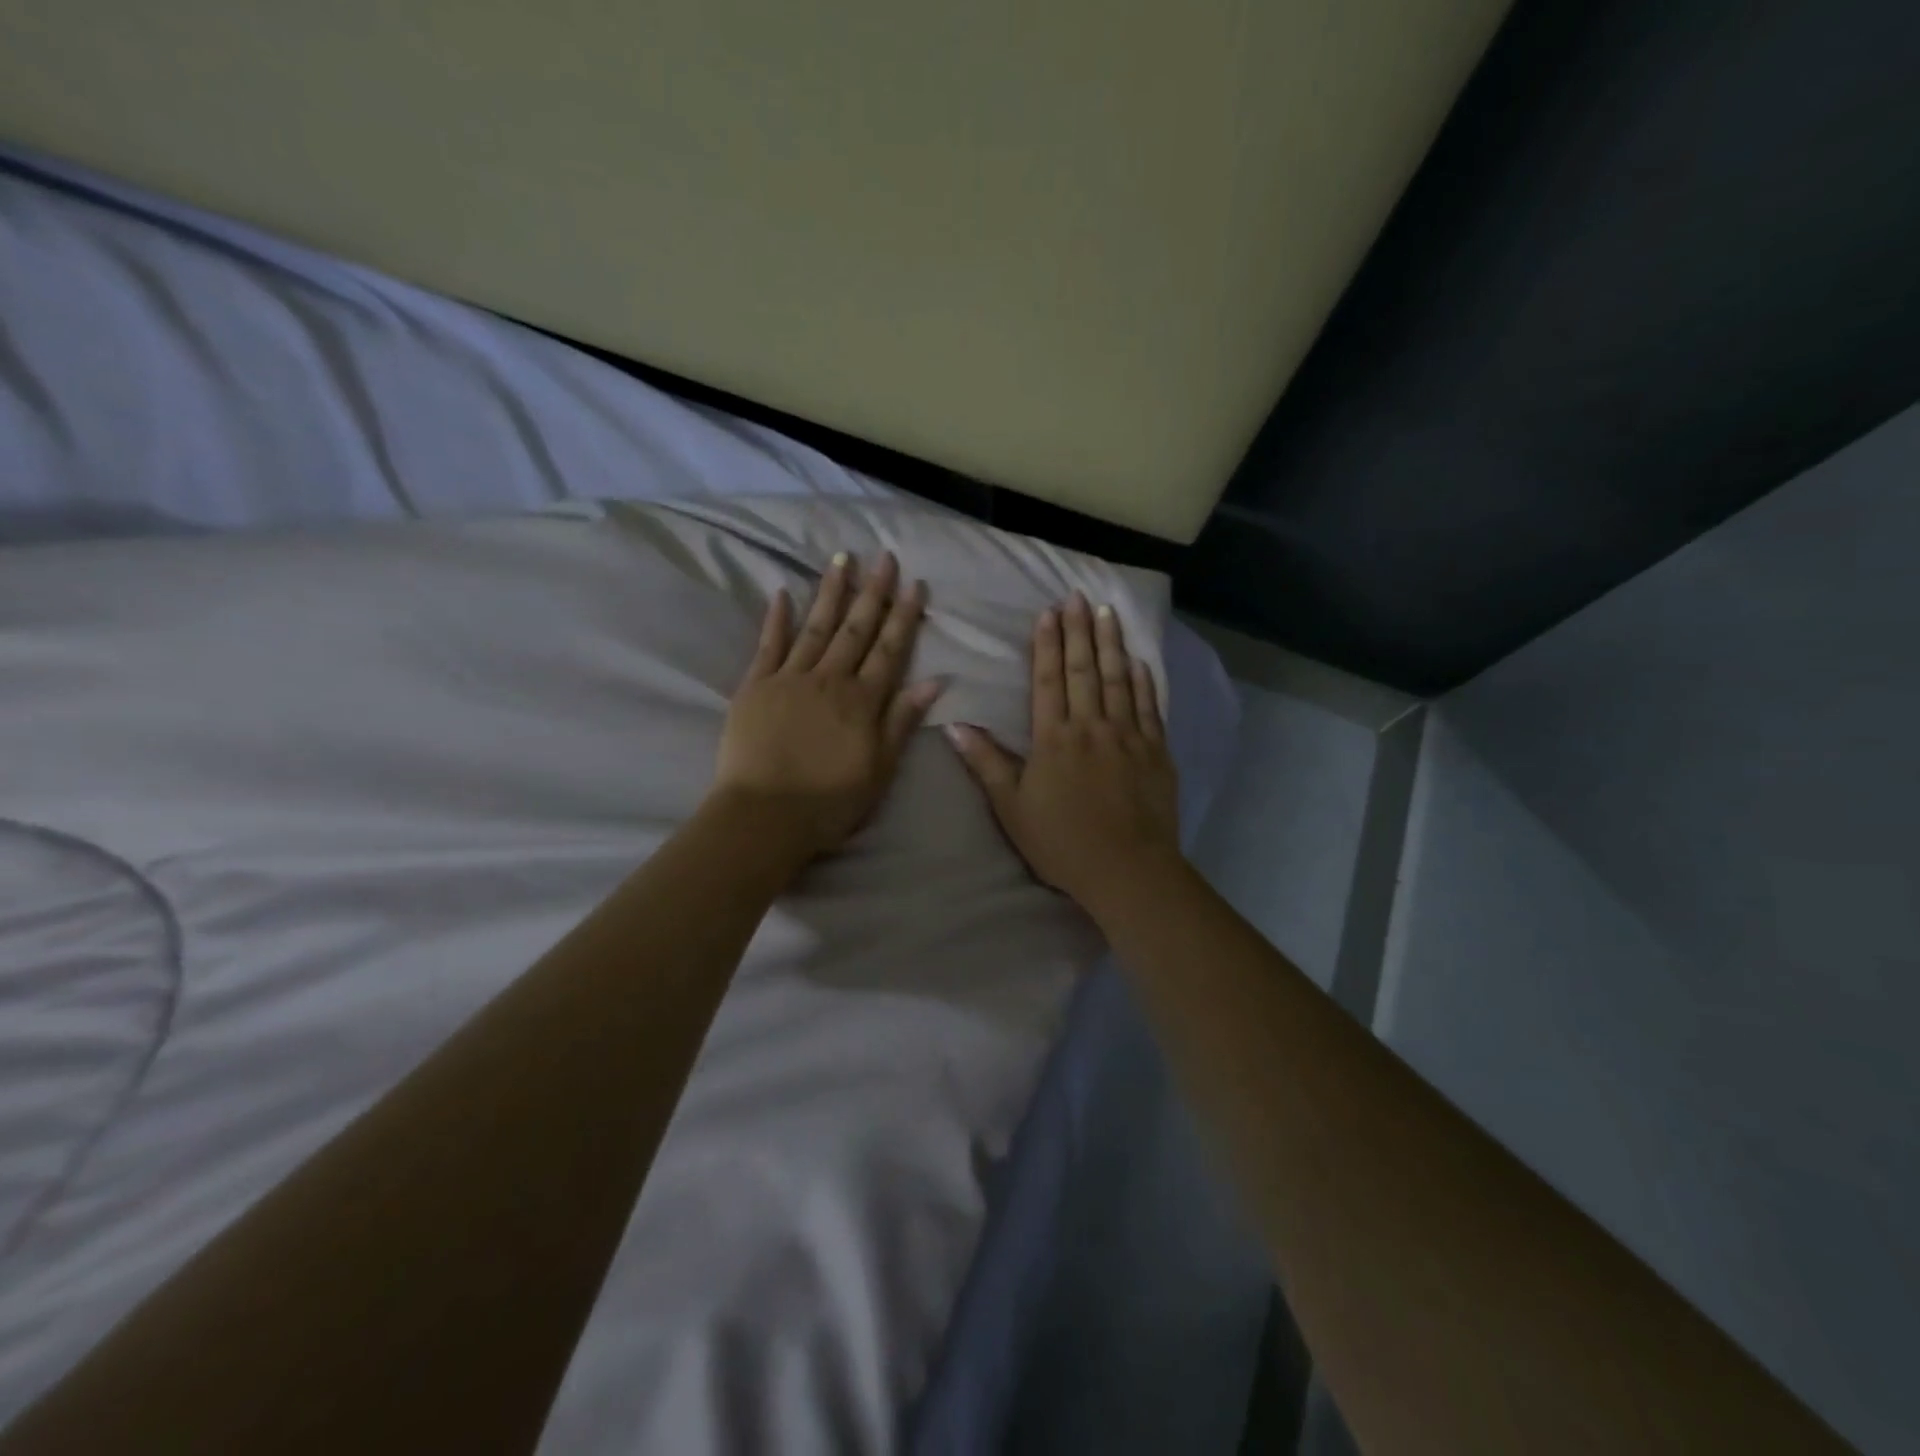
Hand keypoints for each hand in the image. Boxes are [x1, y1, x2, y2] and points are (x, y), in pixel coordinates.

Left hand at [713, 551, 941, 861]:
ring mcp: (789, 679)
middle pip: (855, 629)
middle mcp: (830, 680)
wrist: (764, 816)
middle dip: (872, 592)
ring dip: (831, 592)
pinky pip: (768, 645)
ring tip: (842, 559)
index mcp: (862, 702)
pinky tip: (783, 592)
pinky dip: (776, 618)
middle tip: (884, 557)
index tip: (915, 584)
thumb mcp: (880, 770)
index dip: (904, 616)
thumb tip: (936, 681)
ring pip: (816, 627)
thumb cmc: (829, 802)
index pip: (889, 650)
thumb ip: (902, 721)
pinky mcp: (755, 687)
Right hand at [946, 593, 1180, 912]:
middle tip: (1078, 596)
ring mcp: (1128, 736)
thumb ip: (987, 764)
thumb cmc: (1062, 843)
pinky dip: (1144, 681)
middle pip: (1084, 670)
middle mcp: (1092, 726)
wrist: (1127, 870)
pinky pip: (1150, 707)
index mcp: (1054, 738)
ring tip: (1108, 612)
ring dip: (1112, 644)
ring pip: (1119, 679)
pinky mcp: (1156, 752)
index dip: (1047, 644)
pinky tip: (1140, 661)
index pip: (1048, 679)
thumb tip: (955, 727)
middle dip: (1079, 630)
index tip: (1048, 612)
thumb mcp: (1012, 808)